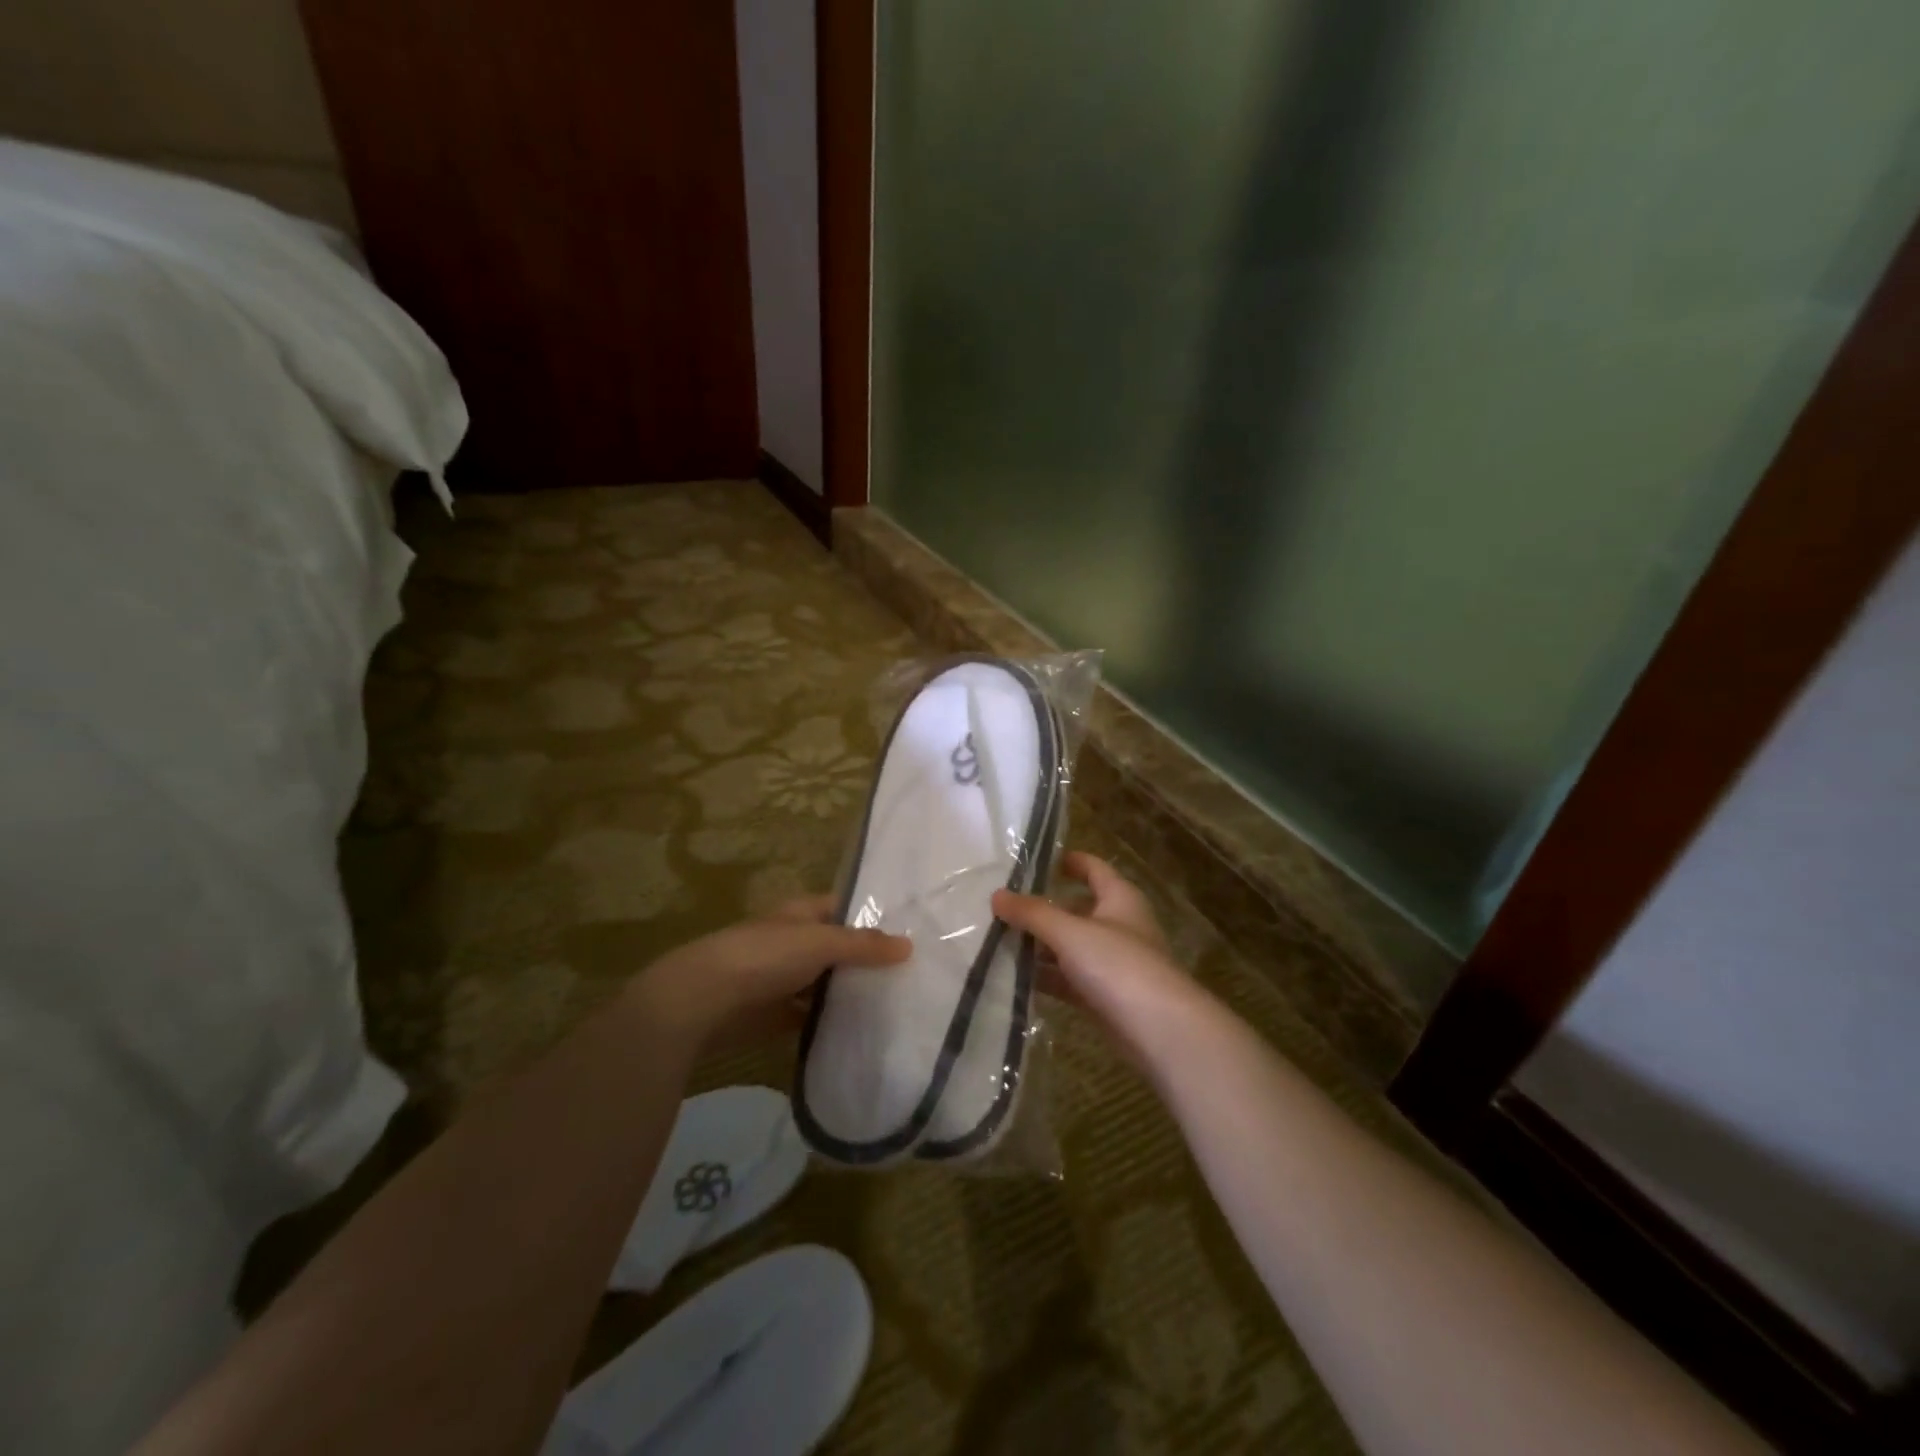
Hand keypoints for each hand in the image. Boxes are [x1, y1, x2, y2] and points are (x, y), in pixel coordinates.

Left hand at [639, 896, 909, 1050]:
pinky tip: (865, 1031)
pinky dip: (833, 1023)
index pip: (846, 908)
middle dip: (870, 959)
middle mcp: (796, 943)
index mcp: (802, 914)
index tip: (913, 930)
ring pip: (828, 984)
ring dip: (853, 993)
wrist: (702, 1002)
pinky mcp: (778, 1016)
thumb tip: (909, 945)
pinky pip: (813, 1017)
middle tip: (917, 973)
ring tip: (901, 1003)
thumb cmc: (763, 957)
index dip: (875, 916)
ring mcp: (786, 980)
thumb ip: (863, 945)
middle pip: (840, 949)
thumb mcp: (819, 942)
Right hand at [993, 853, 1212, 1065]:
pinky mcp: (1104, 996)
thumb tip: (996, 895)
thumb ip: (1032, 913)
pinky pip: (1068, 978)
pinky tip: (1014, 977)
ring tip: (998, 939)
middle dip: (1042, 908)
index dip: (1068, 861)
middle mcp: (1118, 926)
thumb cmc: (1118, 965)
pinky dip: (1046, 976)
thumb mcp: (1069, 932)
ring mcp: (1112, 963)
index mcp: (1119, 898)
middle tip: (1002, 906)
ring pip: (1070, 946)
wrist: (1159, 1031)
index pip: (1093, 868)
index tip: (1035, 859)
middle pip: (1076, 909)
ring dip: (1040, 945)